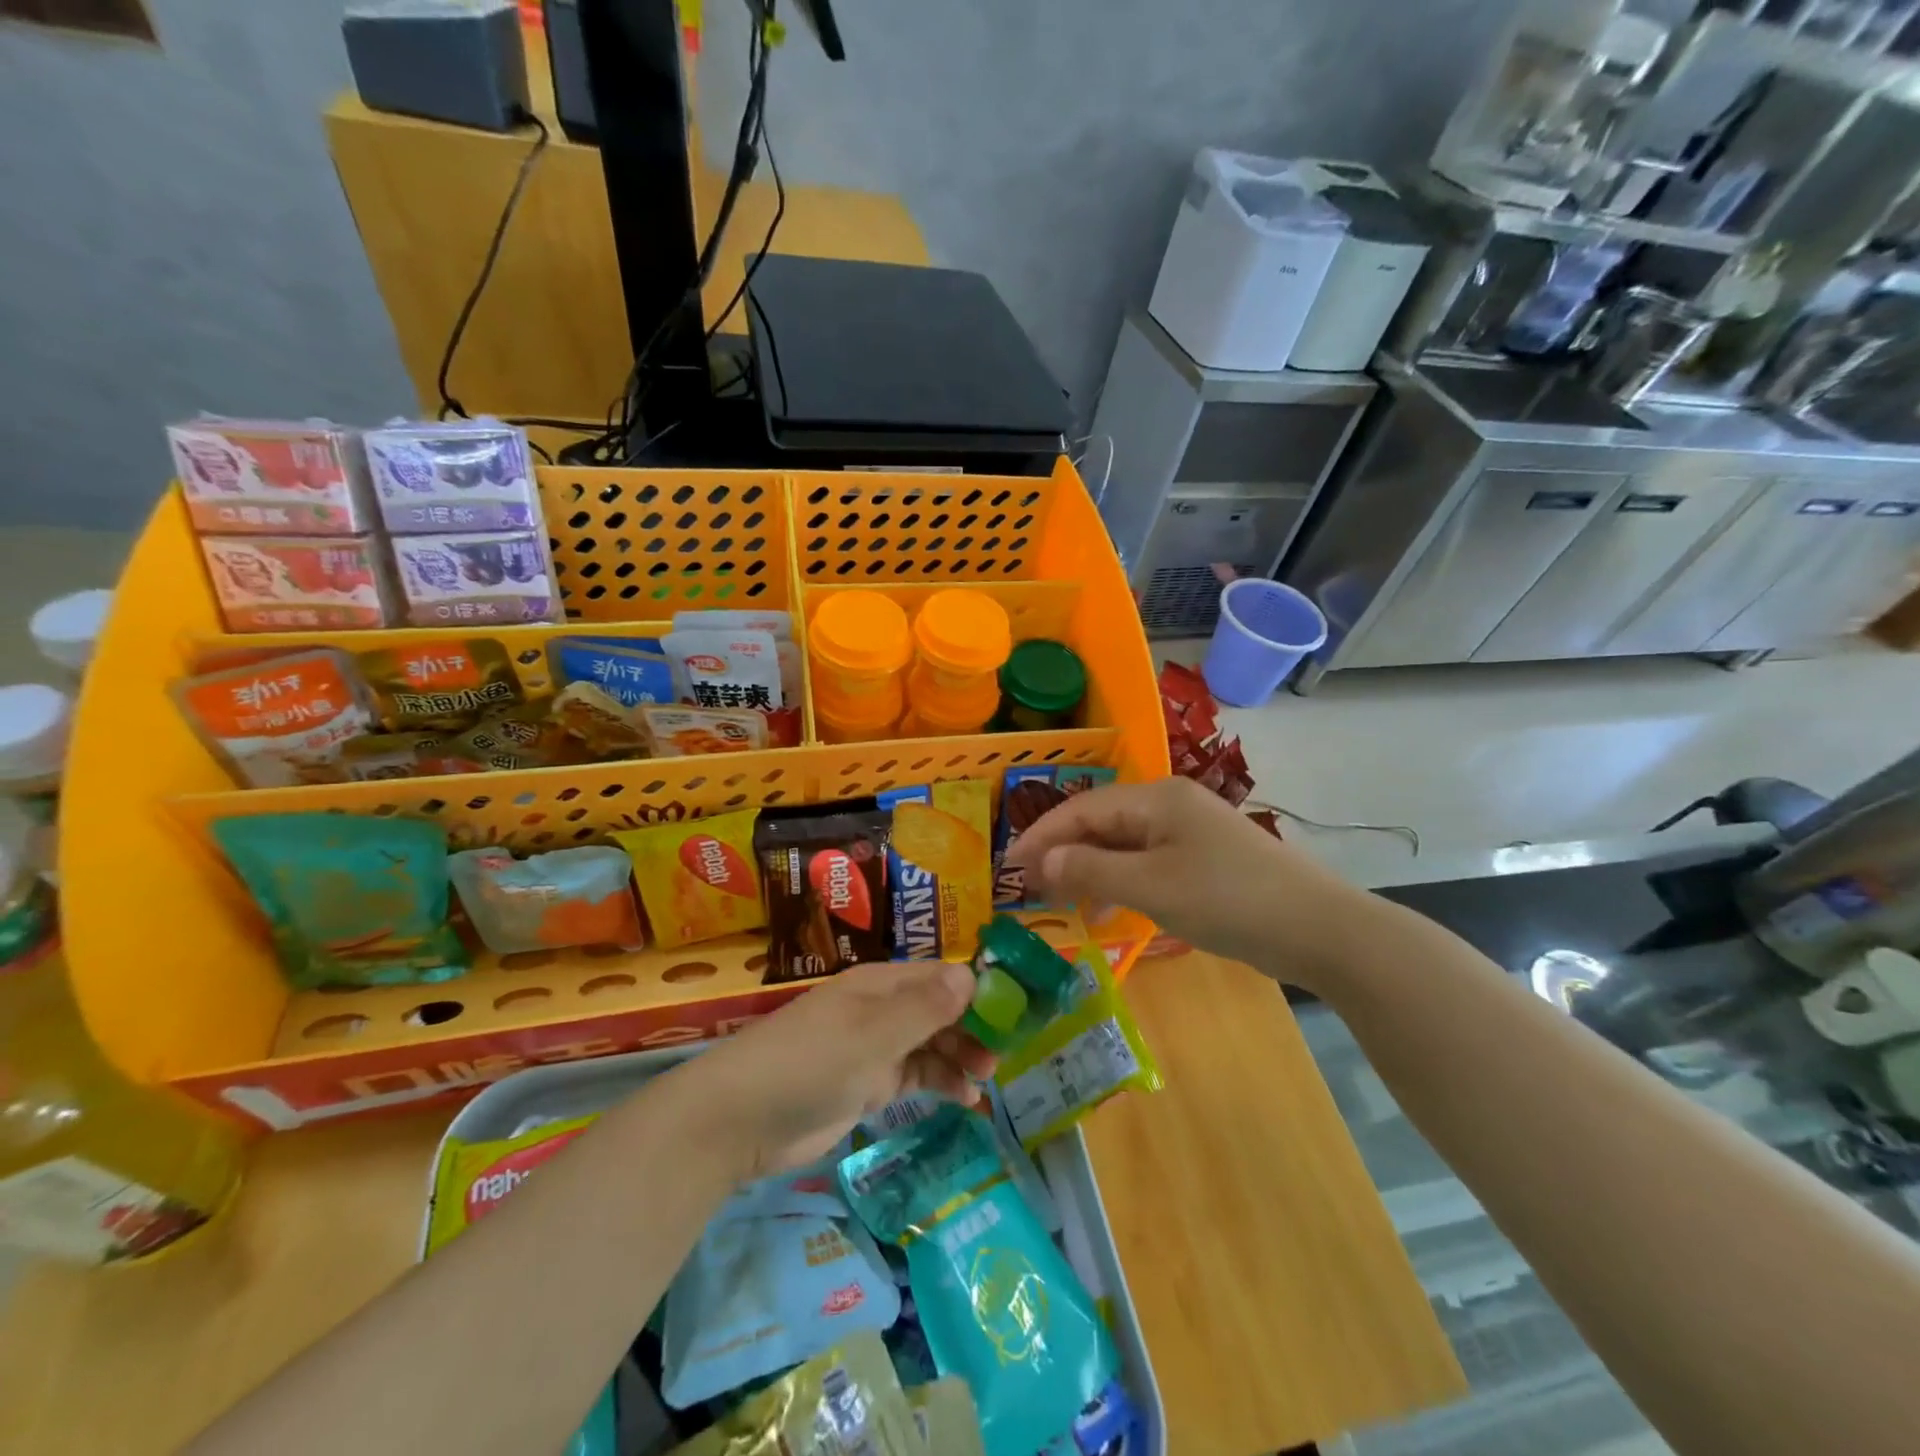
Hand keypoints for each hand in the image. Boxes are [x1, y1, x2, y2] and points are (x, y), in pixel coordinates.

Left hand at [686, 962, 996, 1178]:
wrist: (741, 1120)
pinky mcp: (864, 1085)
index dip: (976, 989)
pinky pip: (912, 1076)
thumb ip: (924, 1009)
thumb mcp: (872, 1035)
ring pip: (928, 1044)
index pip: (938, 976)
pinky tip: (964, 1100)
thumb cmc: (810, 1064)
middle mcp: (878, 1010)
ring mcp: (871, 1047)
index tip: (1014, 1010)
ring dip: (958, 1057)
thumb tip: (971, 977)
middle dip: (972, 1027)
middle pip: (937, 1010)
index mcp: (879, 985)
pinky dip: (938, 1083)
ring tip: (988, 1079)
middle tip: (1003, 1054)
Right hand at [1005, 776, 1371, 989]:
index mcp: (1156, 798)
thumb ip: (1091, 870)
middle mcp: (1170, 805)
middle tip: (1027, 886)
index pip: (1082, 808)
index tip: (1008, 867)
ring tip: (1057, 898)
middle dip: (1062, 852)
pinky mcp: (1204, 860)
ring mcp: (1190, 832)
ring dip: (1088, 868)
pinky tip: (1105, 906)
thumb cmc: (1229, 900)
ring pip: (1123, 844)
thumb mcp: (1152, 886)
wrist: (1320, 929)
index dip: (1042, 836)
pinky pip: (1146, 862)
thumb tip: (1040, 862)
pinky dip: (1119, 880)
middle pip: (1101, 822)